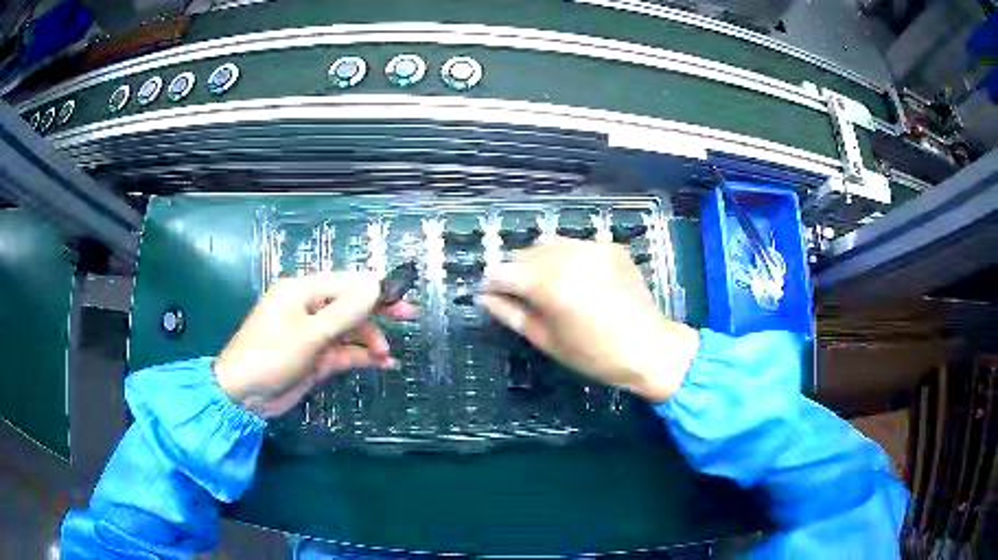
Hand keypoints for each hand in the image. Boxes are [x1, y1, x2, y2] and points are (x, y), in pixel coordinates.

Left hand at [214, 272, 416, 416]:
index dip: (376, 287)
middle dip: (378, 311)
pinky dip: (361, 356)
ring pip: (349, 330)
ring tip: (386, 356)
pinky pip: (344, 352)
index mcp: (302, 291)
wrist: (243, 395)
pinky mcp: (315, 357)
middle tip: (411, 316)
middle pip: (350, 303)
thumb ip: (346, 311)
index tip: (404, 296)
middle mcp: (308, 308)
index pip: (346, 281)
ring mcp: (312, 334)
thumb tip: (377, 286)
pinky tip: (382, 364)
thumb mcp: (310, 333)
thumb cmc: (271, 356)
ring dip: (370, 340)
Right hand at [478, 239, 698, 401]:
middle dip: (517, 273)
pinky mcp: (610, 246)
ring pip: (548, 244)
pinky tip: (580, 279)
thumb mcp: (547, 340)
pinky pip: (576, 245)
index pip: (502, 272)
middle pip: (523, 254)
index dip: (492, 285)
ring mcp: (591, 247)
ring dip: (541, 262)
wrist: (649, 348)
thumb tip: (483, 298)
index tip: (493, 297)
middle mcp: (567, 256)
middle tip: (525, 298)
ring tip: (552, 286)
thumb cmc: (594, 354)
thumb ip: (511, 314)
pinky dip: (569, 258)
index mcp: (548, 283)